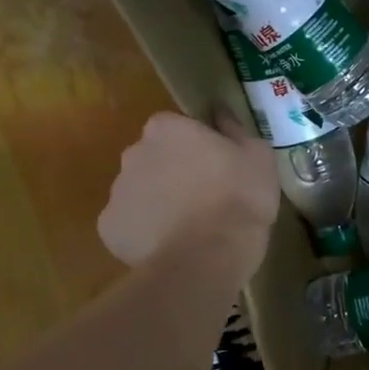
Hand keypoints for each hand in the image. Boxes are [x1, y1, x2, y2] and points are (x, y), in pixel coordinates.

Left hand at [97, 110, 279, 276]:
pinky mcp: (110, 228)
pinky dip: (148, 233)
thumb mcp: (259, 158)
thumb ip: (236, 130)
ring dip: (161, 203)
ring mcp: (117, 191)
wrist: (208, 256)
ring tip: (191, 229)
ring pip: (141, 192)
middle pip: (155, 158)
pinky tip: (173, 246)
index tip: (219, 168)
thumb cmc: (239, 199)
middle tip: (206, 198)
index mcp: (167, 129)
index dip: (200, 148)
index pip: (179, 128)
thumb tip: (220, 113)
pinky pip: (131, 225)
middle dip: (174, 173)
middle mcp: (134, 152)